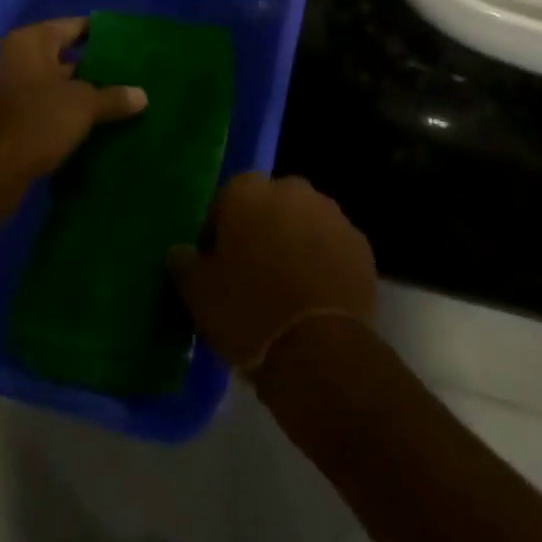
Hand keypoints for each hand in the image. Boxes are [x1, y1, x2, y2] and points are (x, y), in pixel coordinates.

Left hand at [0, 18, 146, 189]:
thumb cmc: (36, 121)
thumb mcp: (83, 105)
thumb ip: (114, 97)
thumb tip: (142, 95)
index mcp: (31, 41)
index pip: (75, 26)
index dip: (103, 34)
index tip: (130, 42)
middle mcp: (15, 58)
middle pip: (64, 55)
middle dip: (95, 66)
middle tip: (130, 74)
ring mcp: (7, 89)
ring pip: (54, 84)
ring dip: (81, 93)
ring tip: (118, 100)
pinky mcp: (6, 119)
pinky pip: (44, 107)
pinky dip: (65, 112)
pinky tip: (92, 124)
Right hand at [168, 173, 377, 374]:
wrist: (319, 352)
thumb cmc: (248, 314)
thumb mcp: (199, 295)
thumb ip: (185, 264)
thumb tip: (180, 252)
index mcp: (248, 191)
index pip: (226, 200)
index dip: (220, 233)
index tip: (218, 267)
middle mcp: (292, 189)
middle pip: (269, 206)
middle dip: (262, 232)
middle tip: (253, 277)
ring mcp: (331, 213)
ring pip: (304, 223)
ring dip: (295, 244)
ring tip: (287, 291)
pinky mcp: (360, 243)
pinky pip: (332, 247)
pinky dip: (324, 263)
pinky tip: (316, 299)